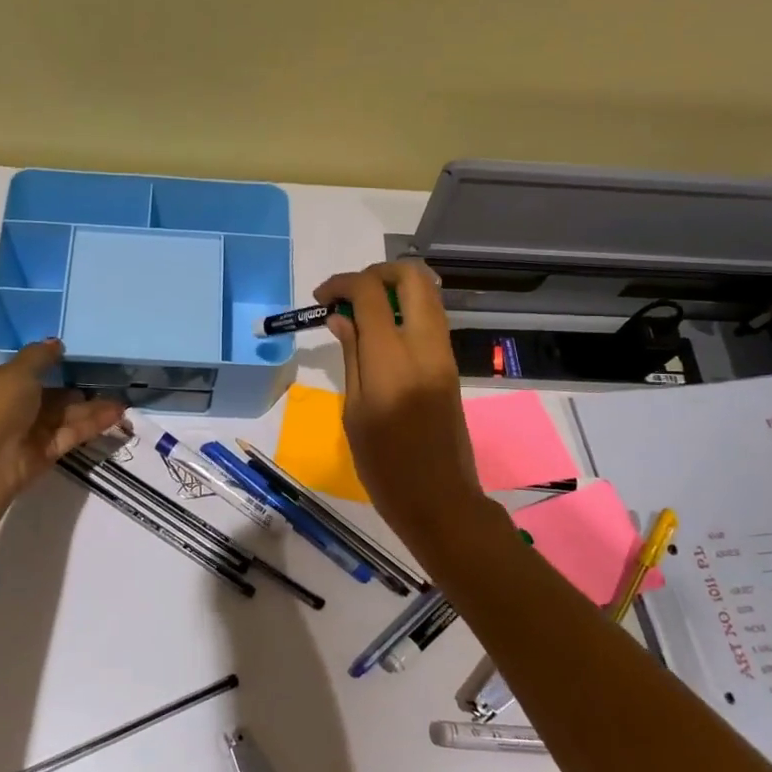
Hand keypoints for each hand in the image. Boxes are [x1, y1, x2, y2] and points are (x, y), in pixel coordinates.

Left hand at [0, 340, 126, 521]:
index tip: (78, 356)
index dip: (50, 363)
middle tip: (108, 378)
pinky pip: (71, 433)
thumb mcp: (16, 372)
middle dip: (76, 388)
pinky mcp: (45, 453)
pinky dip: (92, 424)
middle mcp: (13, 406)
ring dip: (92, 407)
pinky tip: (116, 414)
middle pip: (51, 395)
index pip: (27, 371)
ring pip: (65, 415)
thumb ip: (39, 357)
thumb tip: (56, 342)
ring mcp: (29, 431)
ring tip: (122, 400)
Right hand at [314, 262, 484, 549]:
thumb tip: (341, 317)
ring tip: (361, 314)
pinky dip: (405, 309)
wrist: (439, 499)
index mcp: (392, 358)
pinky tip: (380, 333)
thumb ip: (351, 355)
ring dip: (393, 289)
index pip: (370, 292)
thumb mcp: (355, 410)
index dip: (342, 284)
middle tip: (349, 295)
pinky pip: (431, 318)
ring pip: (427, 293)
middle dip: (377, 272)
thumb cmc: (384, 464)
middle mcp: (424, 344)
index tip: (321, 299)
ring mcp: (443, 353)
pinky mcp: (450, 365)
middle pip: (412, 276)